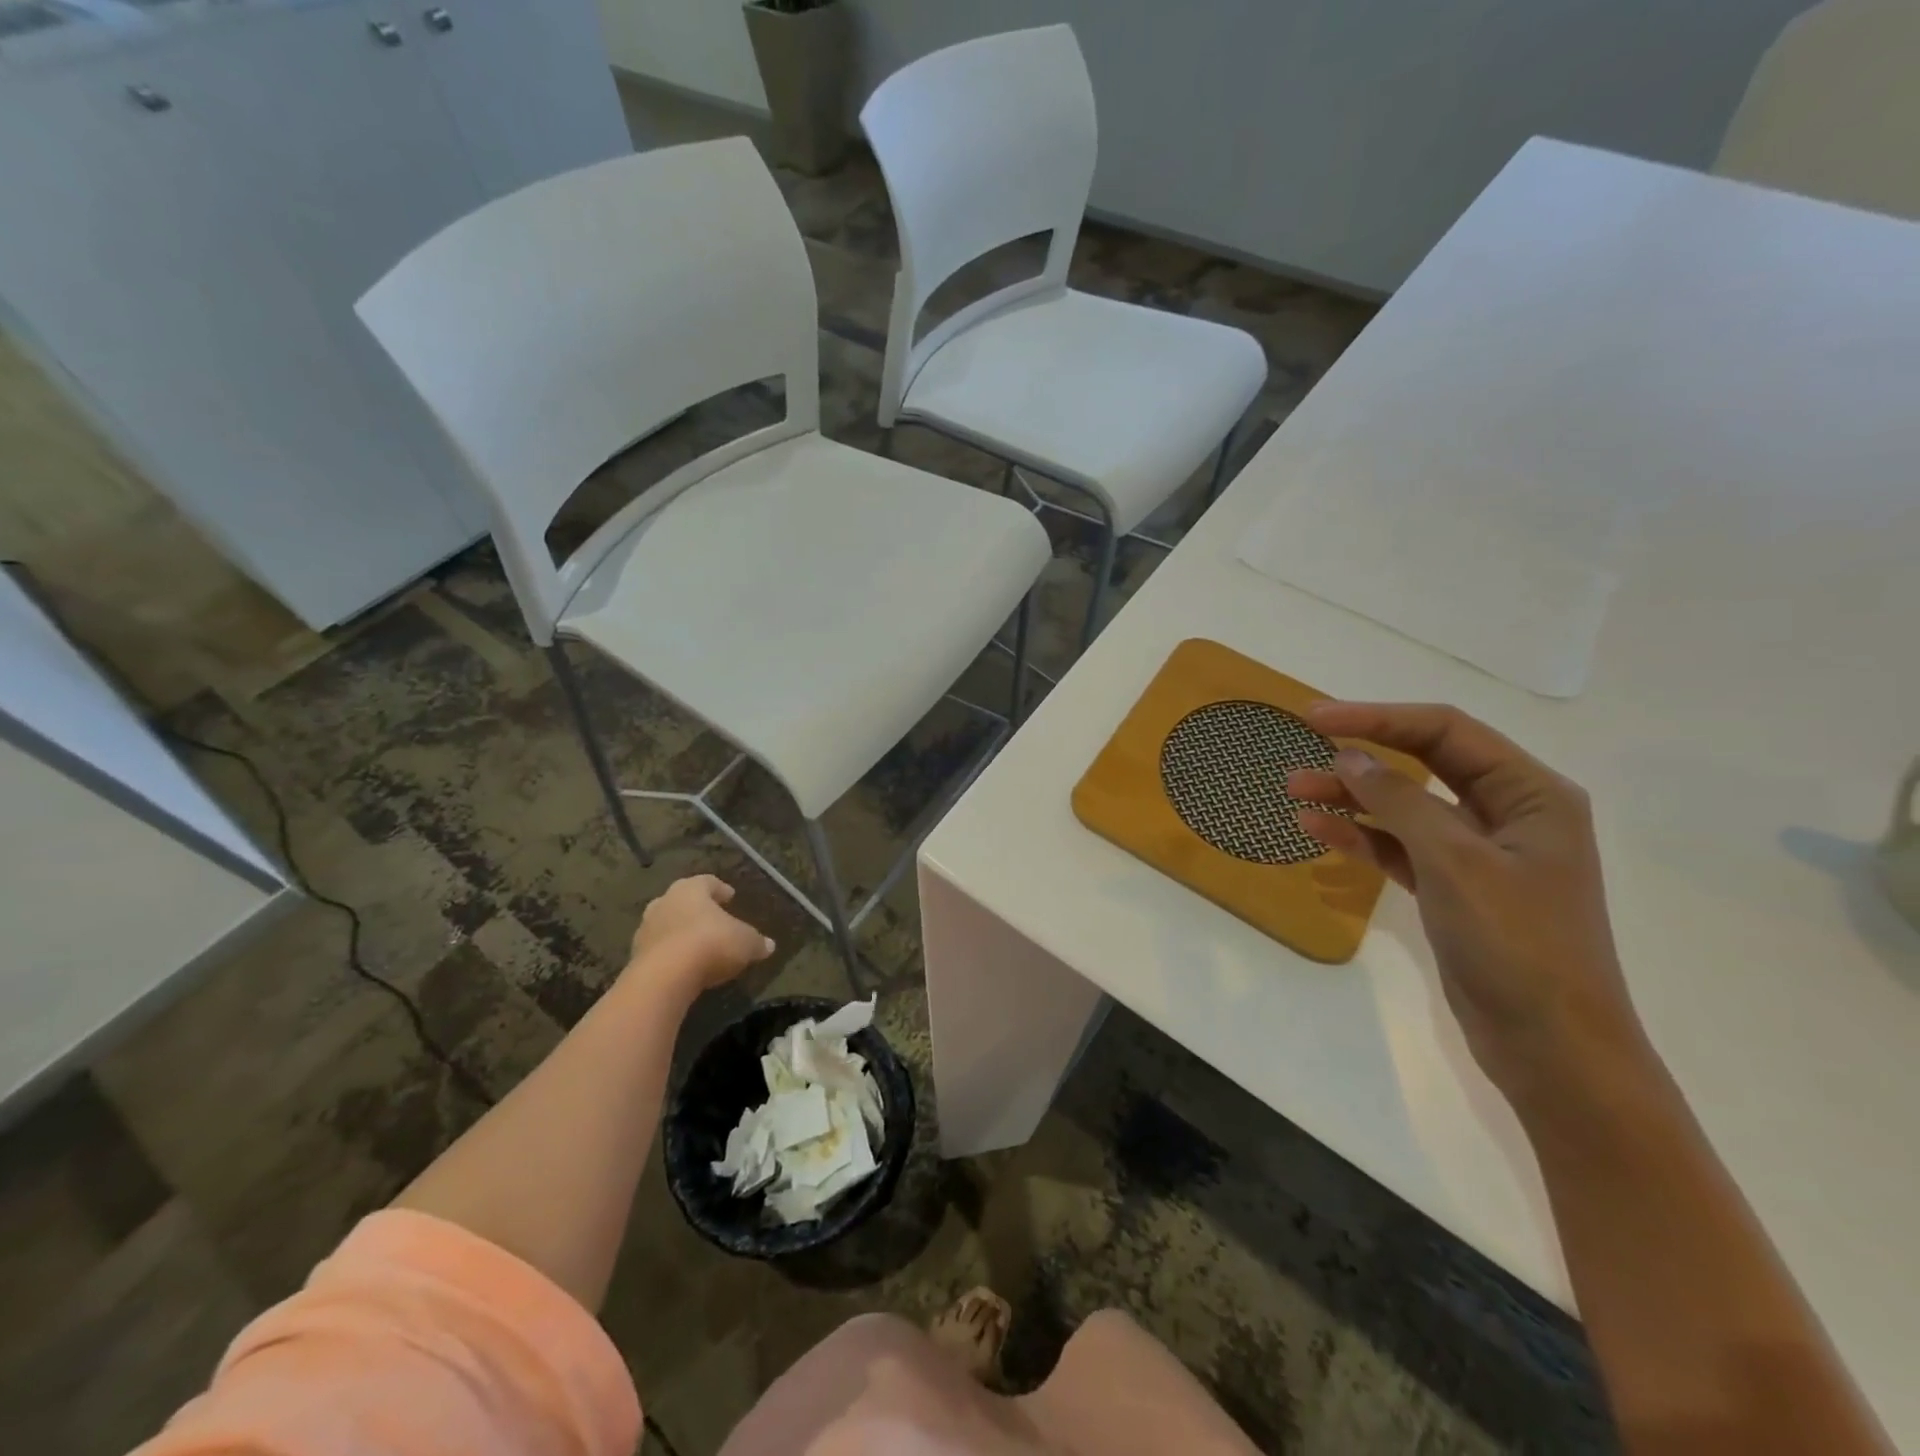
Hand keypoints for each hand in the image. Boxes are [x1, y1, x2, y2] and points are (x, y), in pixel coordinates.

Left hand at [628, 876, 773, 991]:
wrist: (664, 978)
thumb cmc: (710, 944)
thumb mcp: (745, 943)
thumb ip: (756, 942)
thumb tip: (769, 945)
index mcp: (691, 889)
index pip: (707, 882)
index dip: (720, 889)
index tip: (730, 896)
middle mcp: (665, 902)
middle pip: (682, 900)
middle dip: (696, 908)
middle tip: (711, 918)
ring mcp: (646, 928)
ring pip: (667, 923)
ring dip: (680, 931)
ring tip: (697, 944)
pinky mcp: (635, 955)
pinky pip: (658, 948)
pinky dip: (670, 953)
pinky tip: (683, 965)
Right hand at [1287, 703, 1649, 1103]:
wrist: (1553, 1048)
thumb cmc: (1518, 945)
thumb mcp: (1455, 862)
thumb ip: (1400, 802)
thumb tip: (1349, 756)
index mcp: (1531, 794)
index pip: (1445, 732)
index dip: (1378, 718)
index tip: (1316, 718)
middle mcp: (1507, 813)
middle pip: (1424, 763)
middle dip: (1362, 754)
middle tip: (1301, 747)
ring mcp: (1478, 853)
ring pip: (1405, 806)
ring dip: (1352, 796)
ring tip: (1294, 790)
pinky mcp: (1453, 888)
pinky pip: (1399, 847)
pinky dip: (1361, 836)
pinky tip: (1317, 829)